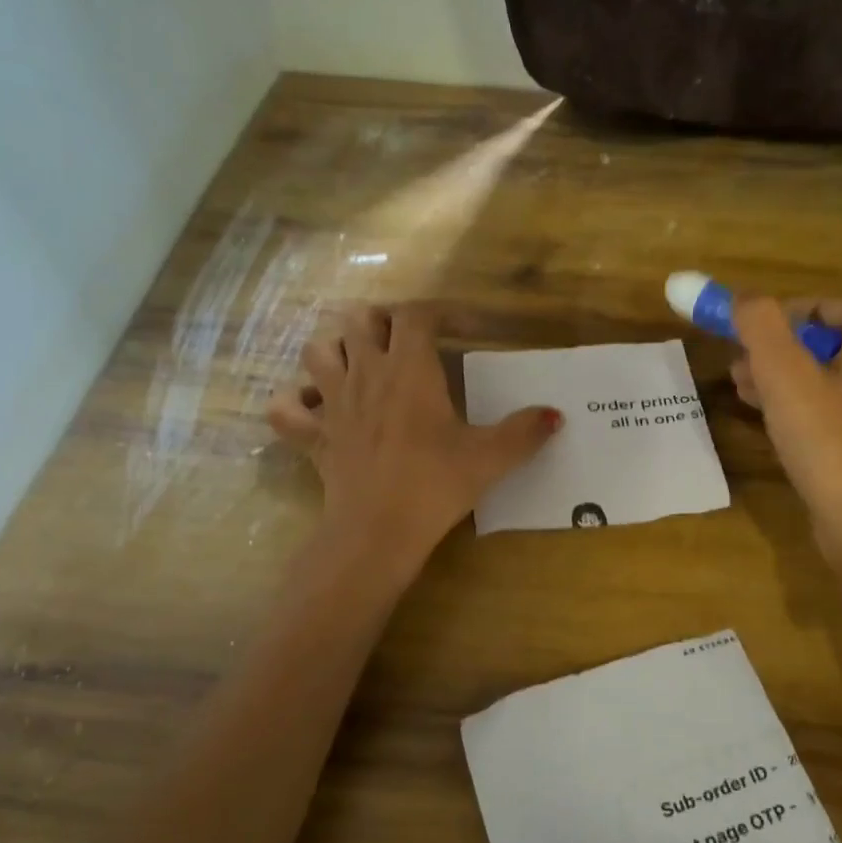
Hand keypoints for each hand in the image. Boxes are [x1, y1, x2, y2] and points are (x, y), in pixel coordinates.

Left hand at [267, 306, 560, 571]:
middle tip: (409, 343)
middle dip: (384, 321)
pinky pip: (285, 408)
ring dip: (336, 347)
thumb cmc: (435, 485)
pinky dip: (294, 401)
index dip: (441, 312)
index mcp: (409, 368)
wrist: (377, 530)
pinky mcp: (313, 436)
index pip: (416, 314)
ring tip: (360, 362)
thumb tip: (556, 416)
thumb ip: (524, 432)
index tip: (465, 330)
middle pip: (360, 319)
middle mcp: (365, 373)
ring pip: (317, 350)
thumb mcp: (489, 458)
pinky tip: (313, 408)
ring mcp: (332, 402)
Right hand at [731, 298, 841, 600]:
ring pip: (830, 372)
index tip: (736, 346)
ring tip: (745, 394)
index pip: (817, 307)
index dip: (770, 322)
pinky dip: (808, 403)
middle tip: (737, 373)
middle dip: (775, 352)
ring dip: (785, 379)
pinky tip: (774, 419)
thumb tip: (739, 295)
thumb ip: (758, 325)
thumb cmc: (829, 443)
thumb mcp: (784, 376)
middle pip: (824, 339)